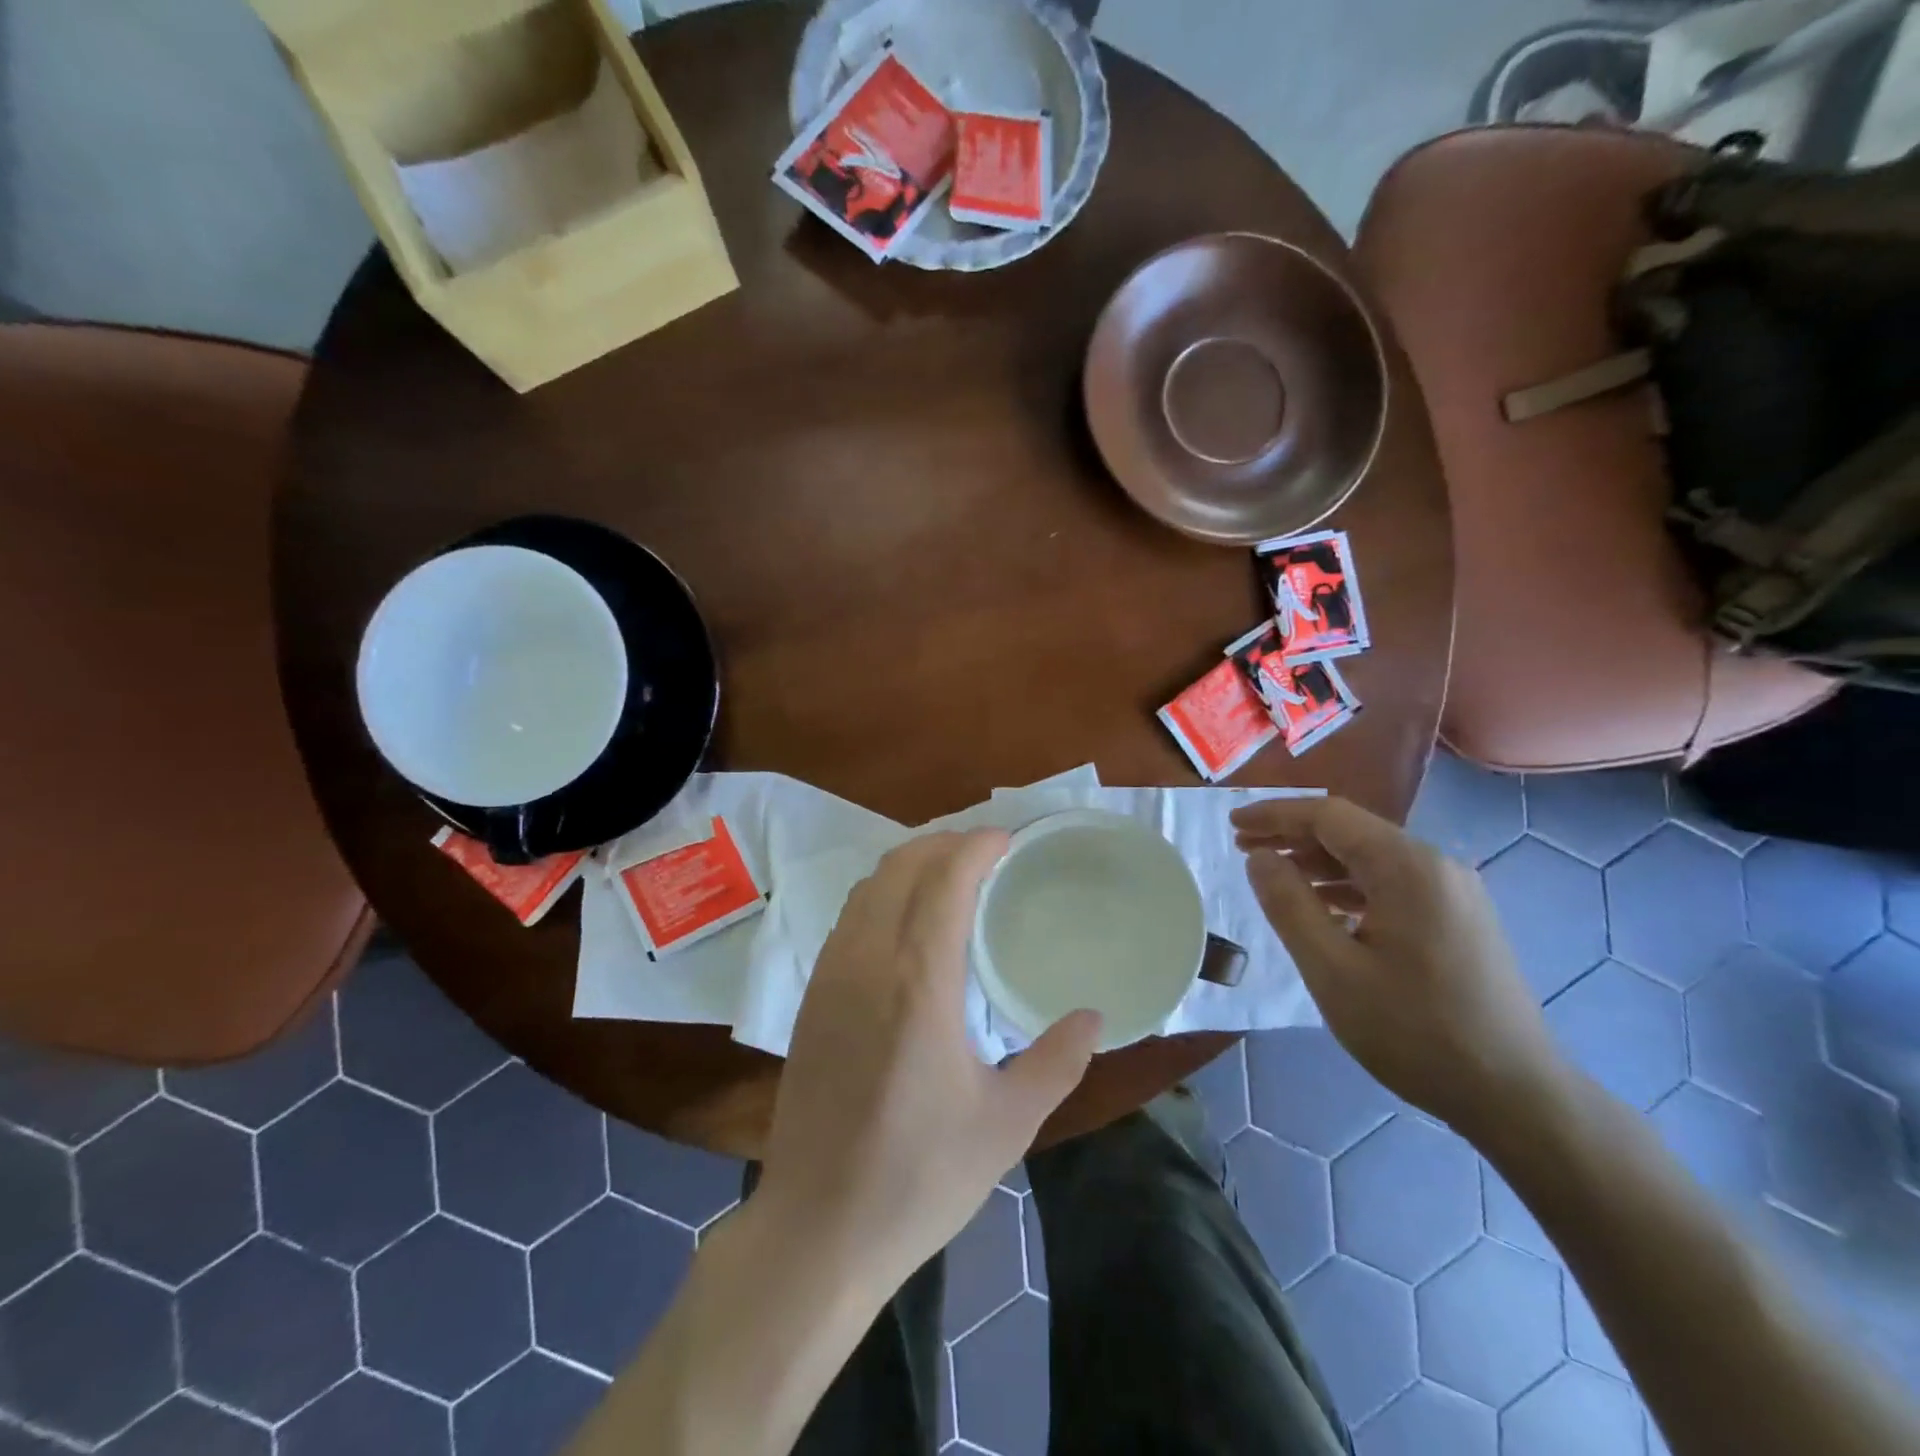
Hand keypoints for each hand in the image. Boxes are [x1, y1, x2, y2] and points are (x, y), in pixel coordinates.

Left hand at [757, 831, 1101, 1291]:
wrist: (818, 1226)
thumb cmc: (920, 1176)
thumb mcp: (1007, 1124)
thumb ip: (1057, 1061)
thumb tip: (1093, 1016)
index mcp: (918, 982)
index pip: (944, 879)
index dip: (976, 845)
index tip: (1007, 839)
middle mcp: (868, 961)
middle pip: (901, 866)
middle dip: (944, 842)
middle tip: (985, 852)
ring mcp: (830, 975)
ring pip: (868, 886)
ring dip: (910, 864)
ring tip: (949, 875)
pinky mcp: (811, 996)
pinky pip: (849, 916)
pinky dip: (882, 894)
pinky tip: (906, 922)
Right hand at [1231, 796, 1565, 1146]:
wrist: (1517, 1094)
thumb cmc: (1414, 1031)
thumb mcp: (1332, 969)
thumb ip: (1288, 904)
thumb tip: (1259, 857)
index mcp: (1407, 867)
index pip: (1329, 816)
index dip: (1275, 815)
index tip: (1232, 826)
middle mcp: (1436, 865)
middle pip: (1352, 831)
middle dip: (1293, 835)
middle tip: (1243, 850)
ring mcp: (1454, 892)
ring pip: (1372, 857)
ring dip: (1319, 861)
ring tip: (1275, 877)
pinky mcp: (1460, 918)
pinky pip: (1393, 883)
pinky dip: (1350, 885)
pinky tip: (1325, 907)